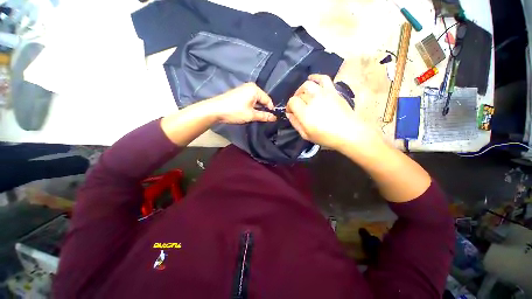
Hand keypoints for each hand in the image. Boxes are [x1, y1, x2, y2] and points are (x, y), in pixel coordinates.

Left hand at [209, 83, 276, 123]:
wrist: (215, 110)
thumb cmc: (235, 111)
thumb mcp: (251, 115)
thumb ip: (264, 116)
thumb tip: (274, 118)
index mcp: (255, 89)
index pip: (268, 100)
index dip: (271, 110)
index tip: (272, 118)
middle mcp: (250, 86)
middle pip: (262, 99)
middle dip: (263, 109)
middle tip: (264, 119)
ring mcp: (243, 89)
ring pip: (255, 100)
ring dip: (257, 108)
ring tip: (256, 117)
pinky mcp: (238, 93)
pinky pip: (250, 99)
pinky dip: (251, 106)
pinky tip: (249, 113)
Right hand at [286, 74, 381, 151]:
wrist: (348, 133)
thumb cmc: (326, 137)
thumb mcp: (306, 135)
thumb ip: (295, 123)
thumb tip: (289, 114)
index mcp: (305, 112)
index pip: (292, 102)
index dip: (289, 106)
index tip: (290, 112)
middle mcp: (313, 100)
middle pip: (299, 94)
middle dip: (295, 99)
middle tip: (297, 106)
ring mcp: (323, 93)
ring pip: (308, 84)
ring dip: (302, 89)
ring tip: (303, 94)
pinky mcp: (332, 91)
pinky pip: (323, 78)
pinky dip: (315, 77)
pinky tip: (312, 79)